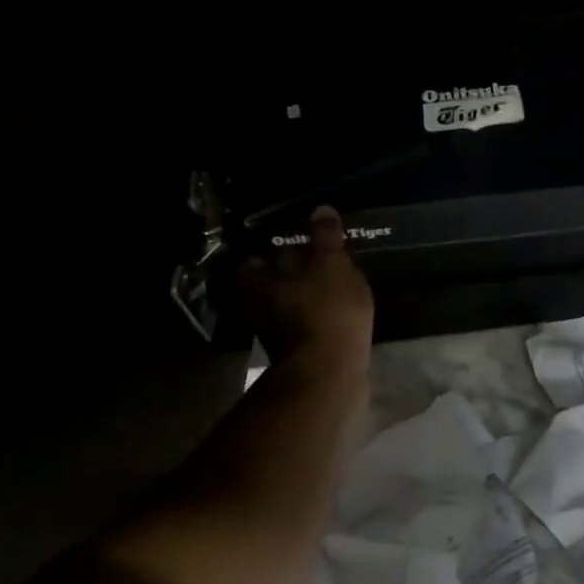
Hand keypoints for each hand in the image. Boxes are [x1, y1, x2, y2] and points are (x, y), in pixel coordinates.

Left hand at [239, 206, 374, 376]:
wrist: (330, 374)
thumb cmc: (328, 310)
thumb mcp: (332, 265)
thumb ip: (326, 238)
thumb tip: (321, 209)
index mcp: (260, 283)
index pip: (251, 264)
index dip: (263, 256)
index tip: (280, 247)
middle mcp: (260, 309)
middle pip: (266, 289)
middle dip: (281, 280)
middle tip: (305, 268)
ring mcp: (275, 337)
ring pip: (282, 312)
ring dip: (296, 304)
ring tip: (320, 292)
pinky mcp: (295, 359)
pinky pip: (300, 333)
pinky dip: (310, 325)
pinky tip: (329, 318)